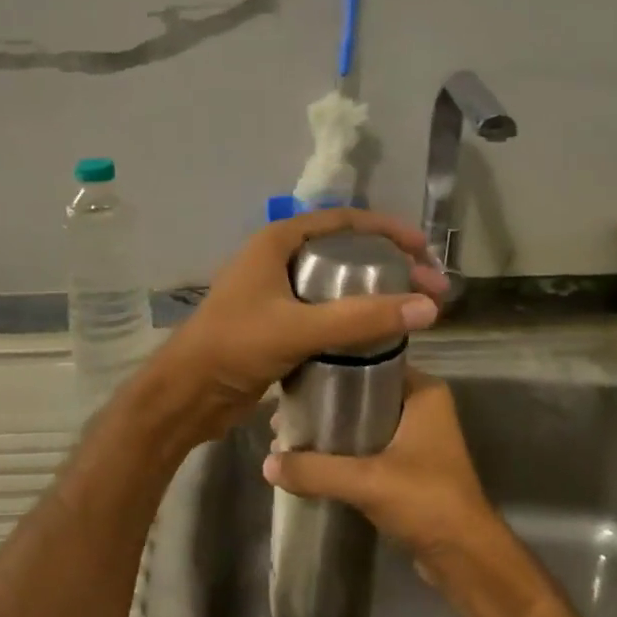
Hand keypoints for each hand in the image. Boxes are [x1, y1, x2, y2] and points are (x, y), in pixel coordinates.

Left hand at [156, 208, 447, 440]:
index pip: (345, 221)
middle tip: (428, 288)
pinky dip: (353, 318)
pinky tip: (379, 335)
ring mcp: (277, 293)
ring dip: (373, 294)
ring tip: (412, 311)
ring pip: (336, 284)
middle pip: (345, 251)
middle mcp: (278, 259)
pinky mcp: (278, 324)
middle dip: (389, 265)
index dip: (388, 230)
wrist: (187, 395)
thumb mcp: (299, 328)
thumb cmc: (234, 347)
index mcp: (278, 242)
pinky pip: (325, 312)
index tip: (425, 252)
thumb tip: (429, 307)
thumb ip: (361, 318)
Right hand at [262, 367, 494, 566]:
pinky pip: (369, 448)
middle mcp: (422, 407)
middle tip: (284, 414)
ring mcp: (418, 438)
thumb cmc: (426, 502)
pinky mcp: (410, 466)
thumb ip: (315, 470)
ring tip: (290, 437)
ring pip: (364, 423)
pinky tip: (311, 461)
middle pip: (363, 394)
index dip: (330, 371)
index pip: (370, 363)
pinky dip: (343, 453)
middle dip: (324, 406)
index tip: (293, 380)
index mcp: (423, 392)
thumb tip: (267, 463)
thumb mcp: (366, 481)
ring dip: (331, 432)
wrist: (465, 557)